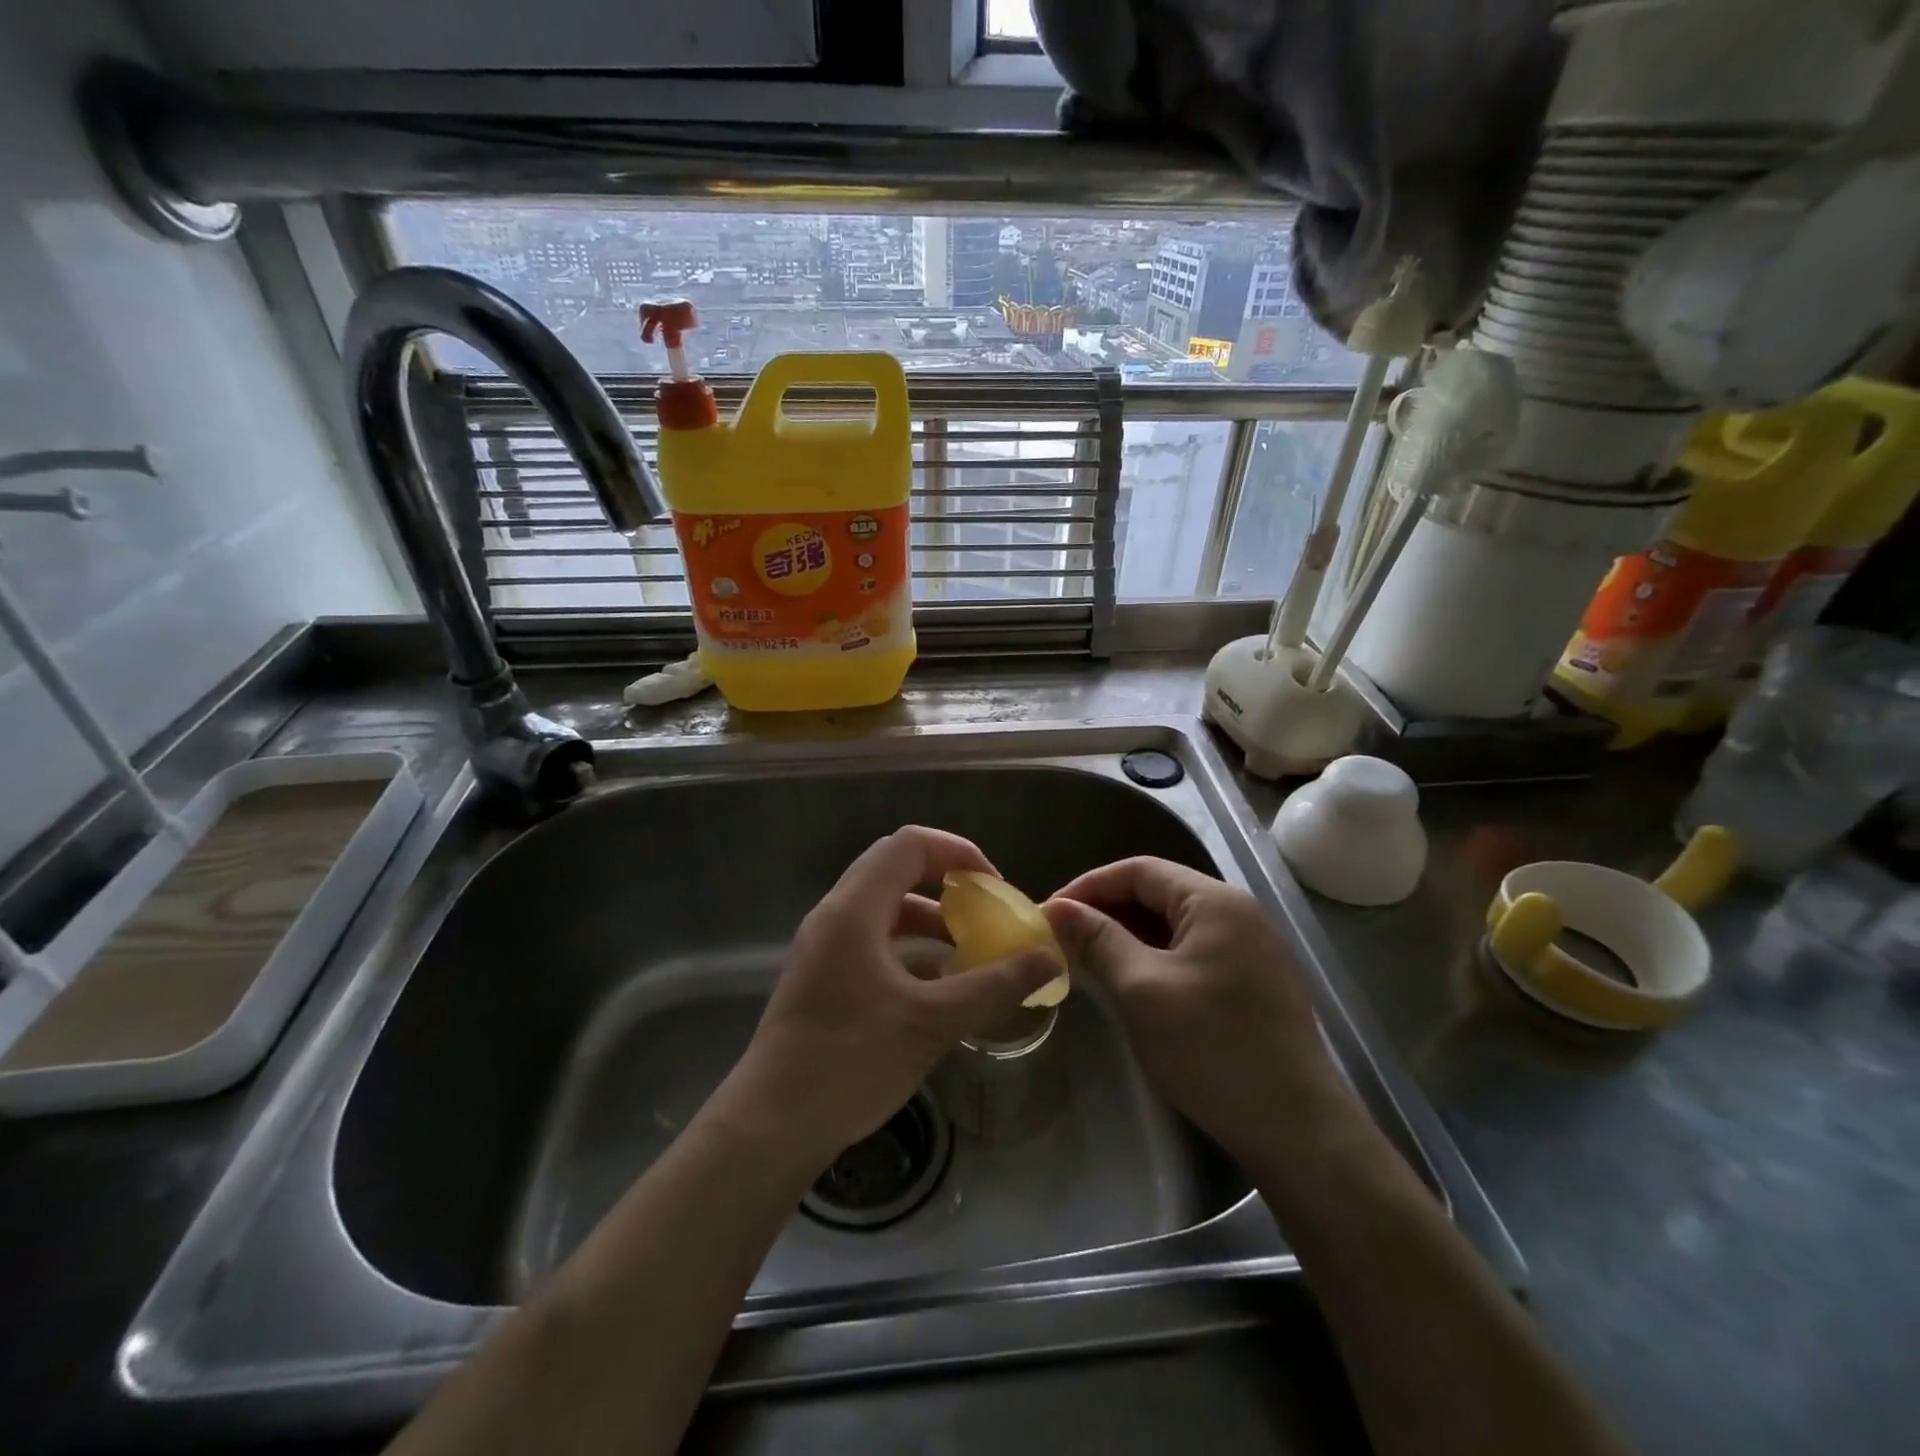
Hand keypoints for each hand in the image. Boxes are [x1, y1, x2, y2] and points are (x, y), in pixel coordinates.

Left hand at [727, 826, 1062, 1168]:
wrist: (771, 1126)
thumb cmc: (849, 1063)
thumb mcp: (931, 1022)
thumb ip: (993, 985)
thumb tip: (1048, 958)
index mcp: (854, 909)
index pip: (910, 844)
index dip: (958, 853)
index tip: (994, 888)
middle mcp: (835, 915)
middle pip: (896, 869)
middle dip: (948, 883)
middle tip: (986, 912)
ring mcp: (824, 945)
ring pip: (885, 907)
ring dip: (929, 918)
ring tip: (969, 949)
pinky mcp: (823, 975)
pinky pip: (873, 938)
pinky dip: (909, 946)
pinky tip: (937, 984)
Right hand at [1044, 858, 1349, 1165]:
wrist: (1297, 1130)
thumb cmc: (1212, 1049)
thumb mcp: (1142, 989)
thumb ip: (1099, 940)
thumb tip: (1058, 909)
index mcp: (1215, 902)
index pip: (1139, 870)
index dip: (1089, 886)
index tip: (1051, 913)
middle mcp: (1240, 913)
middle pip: (1159, 893)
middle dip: (1108, 910)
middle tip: (1065, 938)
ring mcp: (1253, 949)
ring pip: (1176, 925)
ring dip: (1131, 936)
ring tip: (1090, 960)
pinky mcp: (1257, 982)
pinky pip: (1195, 952)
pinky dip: (1157, 957)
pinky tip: (1134, 983)